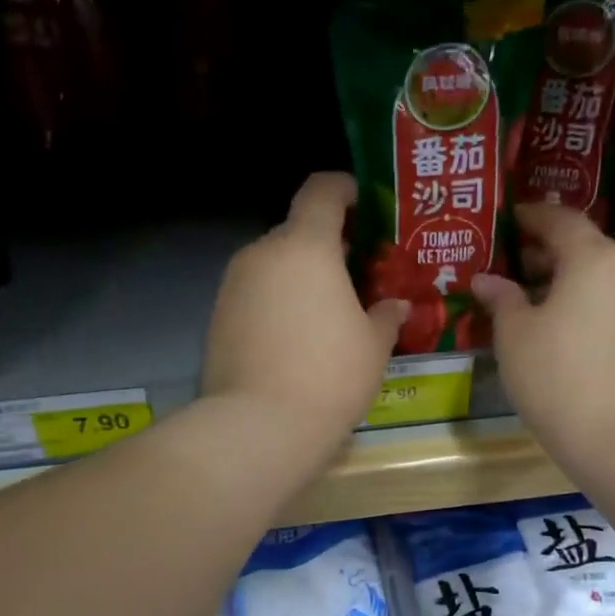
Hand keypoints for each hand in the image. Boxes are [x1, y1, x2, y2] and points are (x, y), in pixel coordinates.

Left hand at [200, 172, 406, 454]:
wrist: (260, 426)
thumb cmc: (330, 376)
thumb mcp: (374, 346)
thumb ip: (386, 316)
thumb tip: (397, 305)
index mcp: (306, 246)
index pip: (321, 190)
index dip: (343, 189)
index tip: (361, 203)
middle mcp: (263, 254)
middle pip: (296, 232)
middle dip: (325, 246)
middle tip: (354, 275)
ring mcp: (233, 285)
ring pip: (273, 266)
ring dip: (299, 278)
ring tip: (325, 313)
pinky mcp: (217, 317)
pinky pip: (254, 295)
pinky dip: (275, 304)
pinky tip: (294, 340)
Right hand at [471, 203, 614, 469]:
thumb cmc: (557, 377)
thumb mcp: (514, 337)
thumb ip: (501, 299)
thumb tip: (487, 279)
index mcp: (594, 258)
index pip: (561, 220)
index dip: (532, 217)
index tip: (510, 221)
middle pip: (588, 249)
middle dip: (551, 254)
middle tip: (518, 269)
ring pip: (607, 280)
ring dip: (575, 284)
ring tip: (542, 307)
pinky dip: (596, 310)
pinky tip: (575, 337)